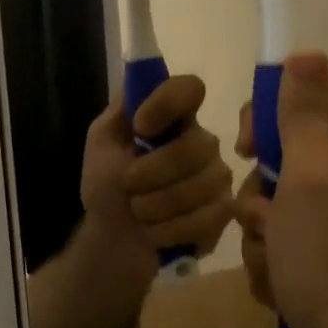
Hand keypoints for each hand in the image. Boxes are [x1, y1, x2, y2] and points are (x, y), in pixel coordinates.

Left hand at [81, 75, 232, 264]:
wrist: (113, 240)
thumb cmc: (107, 187)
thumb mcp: (102, 144)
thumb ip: (121, 112)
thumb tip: (141, 87)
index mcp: (173, 118)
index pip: (189, 88)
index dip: (166, 104)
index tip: (141, 127)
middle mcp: (202, 141)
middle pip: (195, 146)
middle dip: (150, 173)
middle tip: (127, 186)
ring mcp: (217, 177)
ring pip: (199, 186)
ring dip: (154, 205)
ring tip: (138, 212)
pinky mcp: (224, 213)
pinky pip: (205, 218)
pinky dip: (168, 230)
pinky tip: (155, 232)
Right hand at [234, 52, 327, 327]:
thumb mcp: (310, 174)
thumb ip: (303, 113)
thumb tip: (306, 50)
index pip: (301, 103)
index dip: (266, 123)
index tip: (246, 150)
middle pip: (280, 158)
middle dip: (260, 195)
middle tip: (268, 220)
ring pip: (273, 205)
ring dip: (262, 234)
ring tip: (278, 262)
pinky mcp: (326, 255)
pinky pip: (281, 241)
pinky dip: (273, 261)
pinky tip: (284, 284)